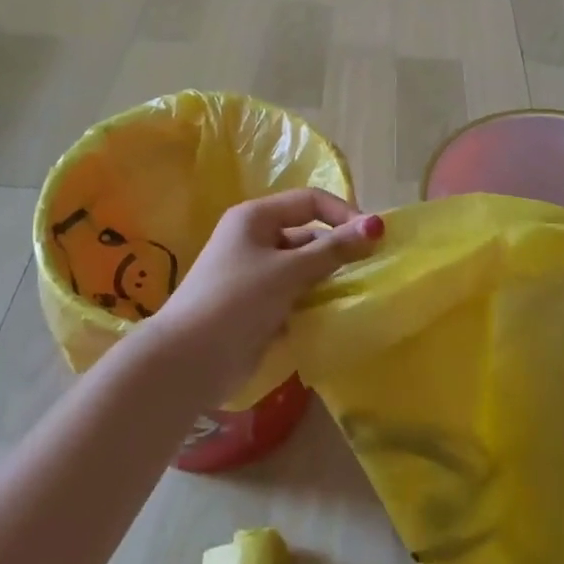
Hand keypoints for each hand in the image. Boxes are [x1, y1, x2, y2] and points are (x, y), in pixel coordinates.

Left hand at [149, 189, 383, 401]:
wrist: (187, 361)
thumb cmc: (237, 300)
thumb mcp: (289, 270)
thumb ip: (333, 249)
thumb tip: (376, 225)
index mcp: (256, 217)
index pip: (310, 201)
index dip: (343, 214)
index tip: (373, 239)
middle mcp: (254, 239)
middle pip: (307, 235)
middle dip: (337, 250)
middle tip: (369, 271)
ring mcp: (254, 274)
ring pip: (303, 268)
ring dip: (327, 279)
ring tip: (356, 294)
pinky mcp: (256, 306)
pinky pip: (294, 294)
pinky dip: (313, 302)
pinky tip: (333, 315)